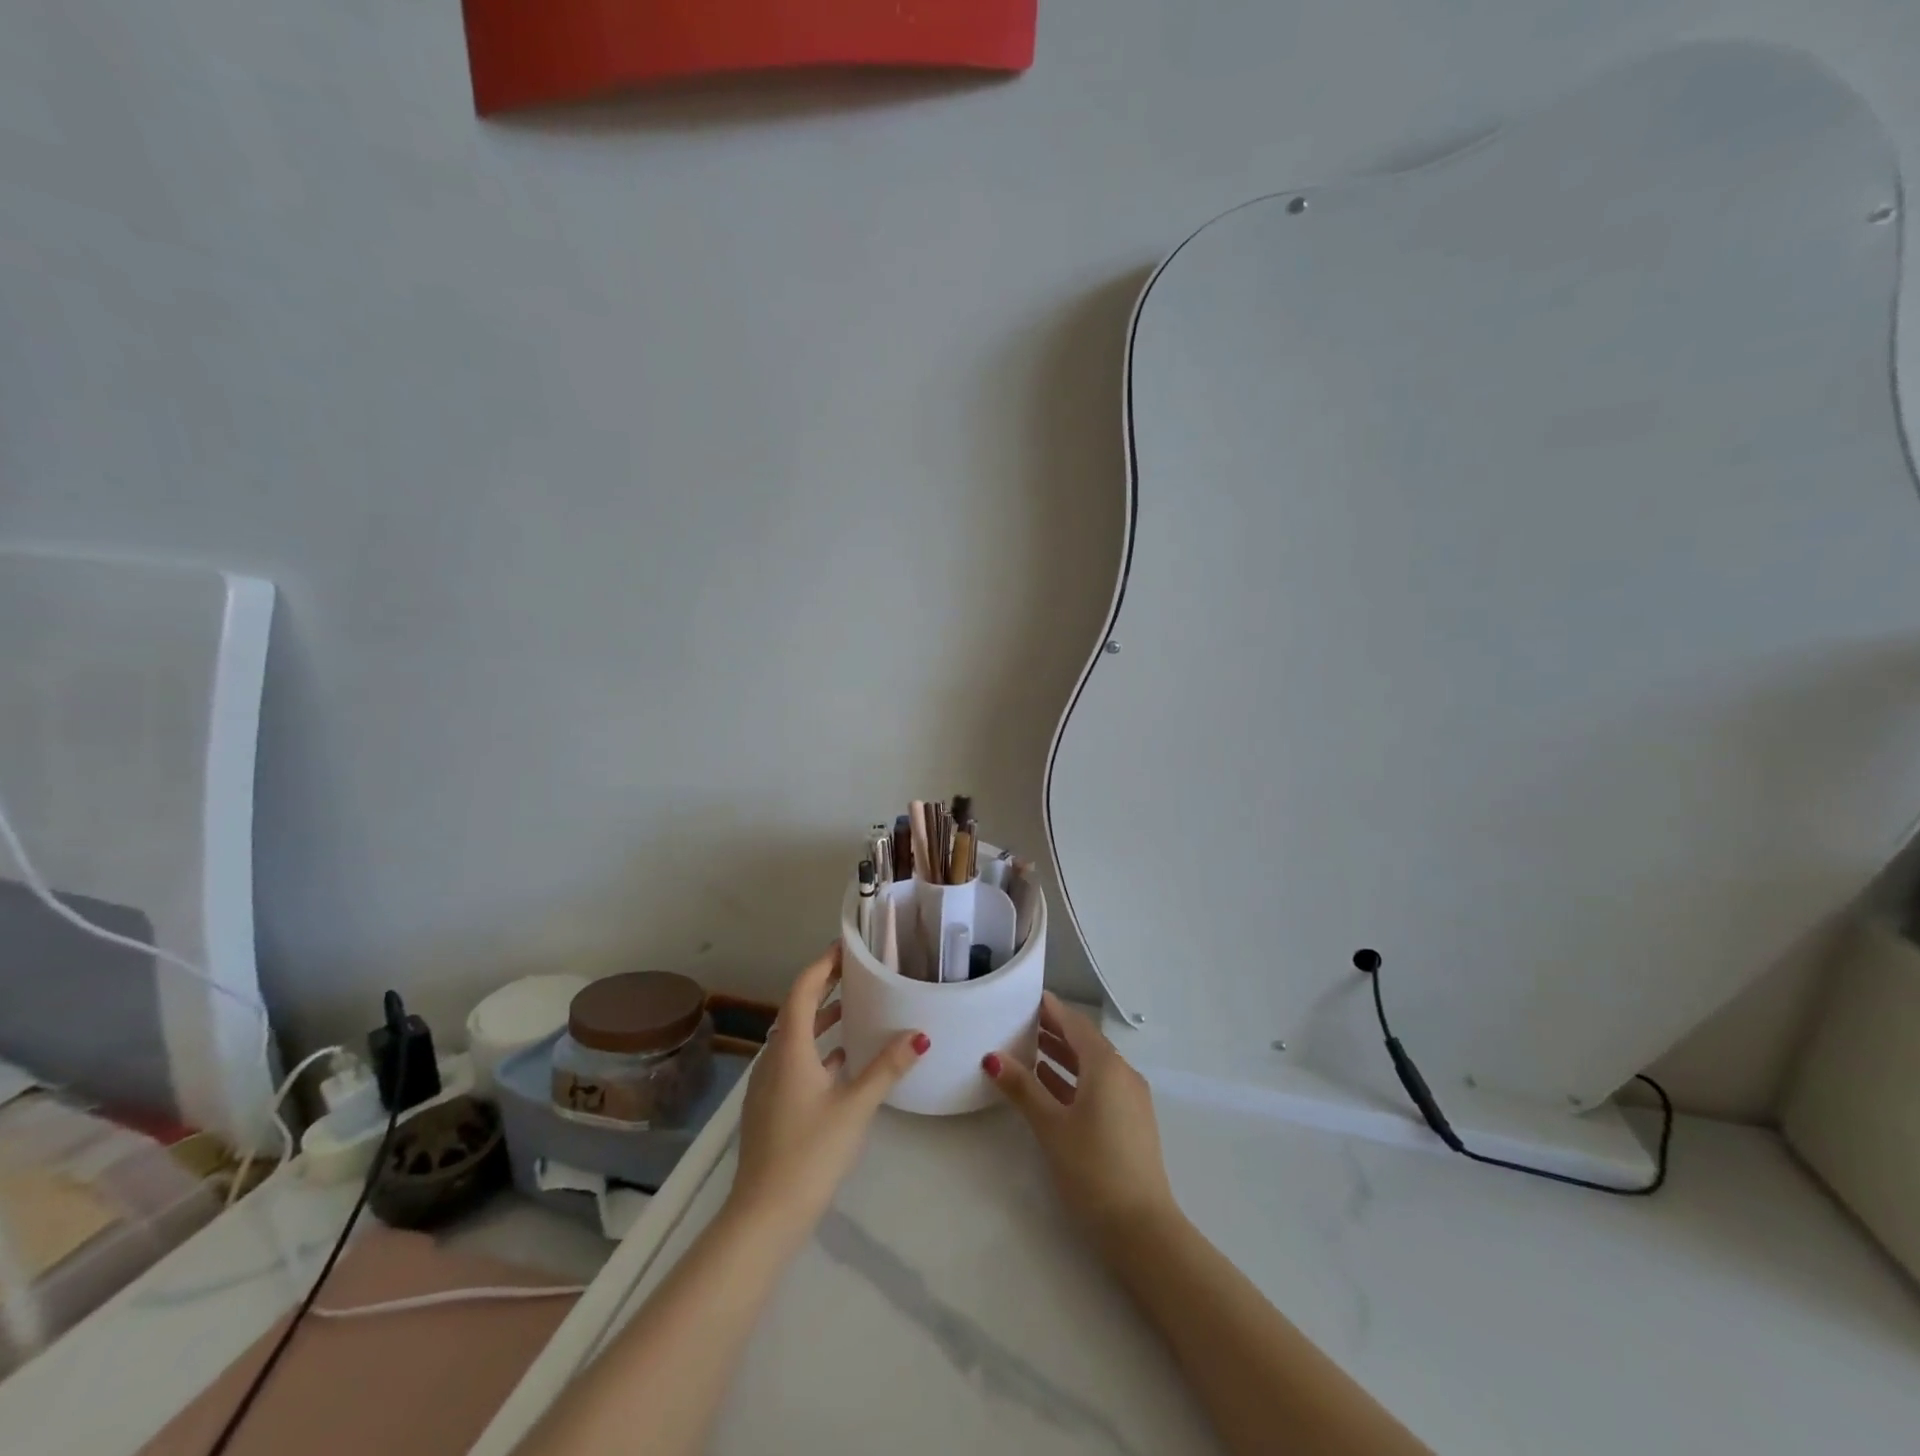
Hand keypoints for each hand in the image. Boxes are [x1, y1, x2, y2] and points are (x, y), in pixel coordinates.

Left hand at [727, 943, 927, 1240]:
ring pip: (795, 1035)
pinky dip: (817, 1046)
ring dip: (821, 1017)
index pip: (802, 990)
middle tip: (856, 969)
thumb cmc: (810, 1153)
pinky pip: (794, 1059)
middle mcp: (774, 1057)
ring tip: (854, 1006)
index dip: (822, 964)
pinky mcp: (771, 1105)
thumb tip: (919, 1034)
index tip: (846, 947)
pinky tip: (842, 1059)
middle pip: (797, 1009)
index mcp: (790, 1048)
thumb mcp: (855, 1107)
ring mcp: (768, 1083)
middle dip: (824, 986)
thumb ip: (887, 1067)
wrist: (764, 1215)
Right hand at [984, 991, 1178, 1248]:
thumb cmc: (1093, 1168)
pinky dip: (1074, 1079)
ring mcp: (1130, 1099)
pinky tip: (1049, 1086)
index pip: (1075, 1024)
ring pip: (1092, 1066)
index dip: (1051, 1009)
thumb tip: (992, 1056)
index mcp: (1106, 1066)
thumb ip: (1023, 1088)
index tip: (1026, 996)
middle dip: (1054, 1030)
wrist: (1142, 1228)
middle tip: (1019, 1020)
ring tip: (1027, 1048)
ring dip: (1062, 1056)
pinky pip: (1099, 1086)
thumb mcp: (1051, 1126)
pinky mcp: (1130, 1122)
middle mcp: (1123, 1074)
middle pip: (1085, 1042)